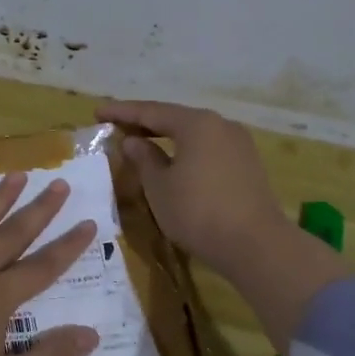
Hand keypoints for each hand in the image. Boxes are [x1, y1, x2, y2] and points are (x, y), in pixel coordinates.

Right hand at [99, 99, 349, 348]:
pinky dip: (185, 150)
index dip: (122, 112)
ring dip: (166, 137)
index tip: (98, 111)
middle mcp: (220, 125)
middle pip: (175, 118)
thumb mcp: (159, 187)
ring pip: (194, 134)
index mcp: (197, 124)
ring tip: (142, 143)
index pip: (151, 111)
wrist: (255, 244)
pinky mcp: (247, 164)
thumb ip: (144, 159)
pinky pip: (208, 148)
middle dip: (145, 123)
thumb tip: (133, 141)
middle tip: (117, 126)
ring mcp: (238, 144)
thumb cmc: (198, 212)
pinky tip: (173, 161)